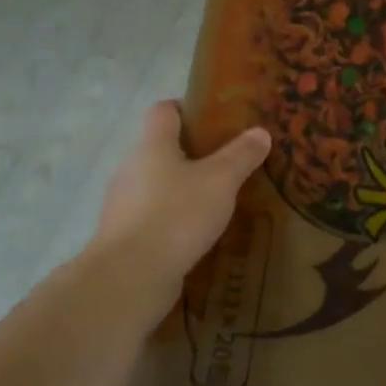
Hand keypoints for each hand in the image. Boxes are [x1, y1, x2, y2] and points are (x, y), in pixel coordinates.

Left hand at [91, 101, 270, 301]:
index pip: (163, 110)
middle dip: (192, 153)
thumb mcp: (220, 181)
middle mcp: (132, 168)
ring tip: (218, 201)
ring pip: (157, 185)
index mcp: (153, 145)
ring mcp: (124, 204)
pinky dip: (174, 220)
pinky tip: (198, 234)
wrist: (130, 276)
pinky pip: (154, 217)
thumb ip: (241, 156)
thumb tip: (260, 132)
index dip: (187, 108)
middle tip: (227, 163)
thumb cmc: (176, 215)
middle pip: (161, 149)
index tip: (215, 119)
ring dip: (183, 189)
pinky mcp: (126, 237)